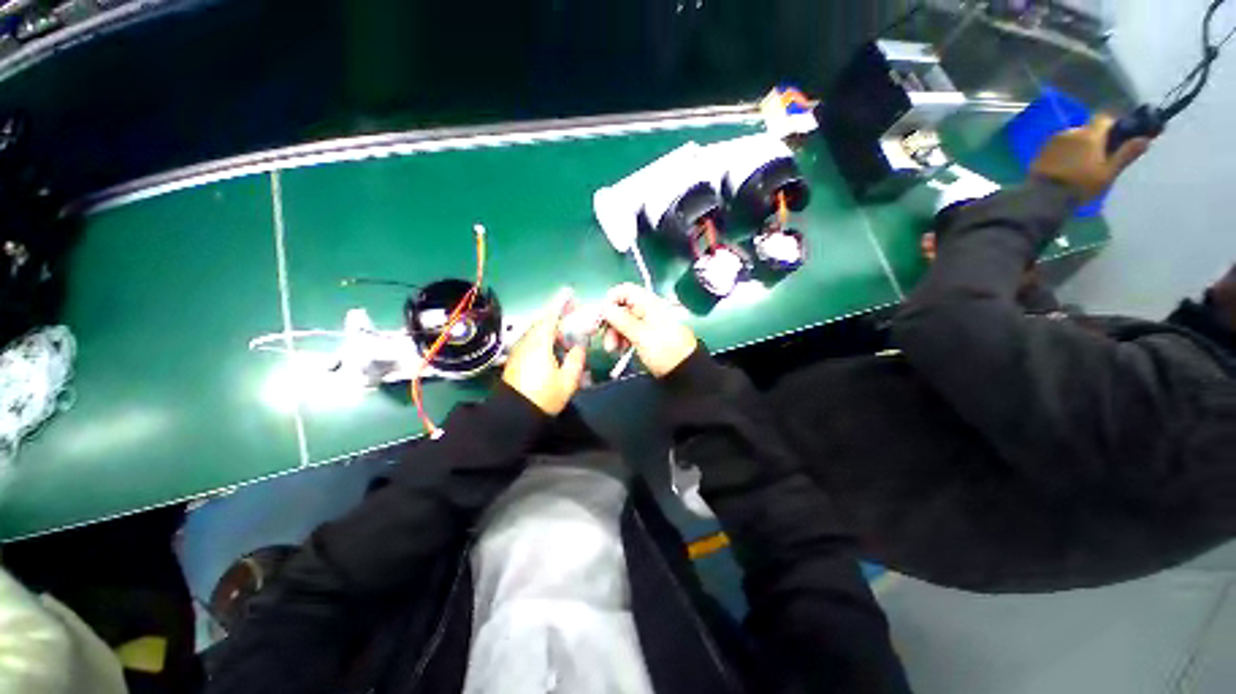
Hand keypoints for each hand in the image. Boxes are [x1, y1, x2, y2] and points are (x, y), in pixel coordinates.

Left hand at [502, 289, 586, 414]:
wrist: (514, 415)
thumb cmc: (544, 397)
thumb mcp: (568, 380)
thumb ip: (576, 359)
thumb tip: (579, 346)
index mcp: (540, 343)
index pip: (551, 316)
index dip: (561, 303)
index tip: (569, 293)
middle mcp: (527, 342)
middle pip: (542, 322)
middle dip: (557, 315)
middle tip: (572, 314)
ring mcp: (519, 351)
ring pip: (536, 332)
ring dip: (551, 329)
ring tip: (565, 338)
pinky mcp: (516, 360)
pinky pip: (532, 342)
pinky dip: (544, 339)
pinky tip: (552, 351)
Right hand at [601, 283, 697, 376]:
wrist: (684, 369)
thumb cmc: (663, 350)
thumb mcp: (640, 335)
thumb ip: (621, 319)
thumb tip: (604, 307)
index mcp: (648, 303)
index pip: (624, 290)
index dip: (610, 301)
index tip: (601, 318)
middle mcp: (647, 309)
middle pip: (621, 307)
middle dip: (611, 323)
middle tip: (607, 341)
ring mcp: (647, 322)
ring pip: (623, 321)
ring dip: (615, 333)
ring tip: (614, 350)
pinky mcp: (647, 334)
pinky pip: (629, 331)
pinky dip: (622, 339)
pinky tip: (621, 350)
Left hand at [1029, 114, 1149, 202]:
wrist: (1043, 198)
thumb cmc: (1081, 186)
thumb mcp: (1108, 173)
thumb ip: (1126, 154)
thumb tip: (1145, 139)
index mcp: (1090, 135)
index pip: (1105, 118)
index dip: (1112, 125)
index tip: (1116, 138)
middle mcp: (1071, 132)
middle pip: (1088, 129)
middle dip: (1094, 139)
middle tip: (1098, 158)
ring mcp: (1052, 141)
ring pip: (1072, 138)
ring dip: (1078, 146)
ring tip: (1079, 166)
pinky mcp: (1040, 151)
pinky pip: (1057, 147)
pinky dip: (1063, 153)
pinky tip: (1064, 168)